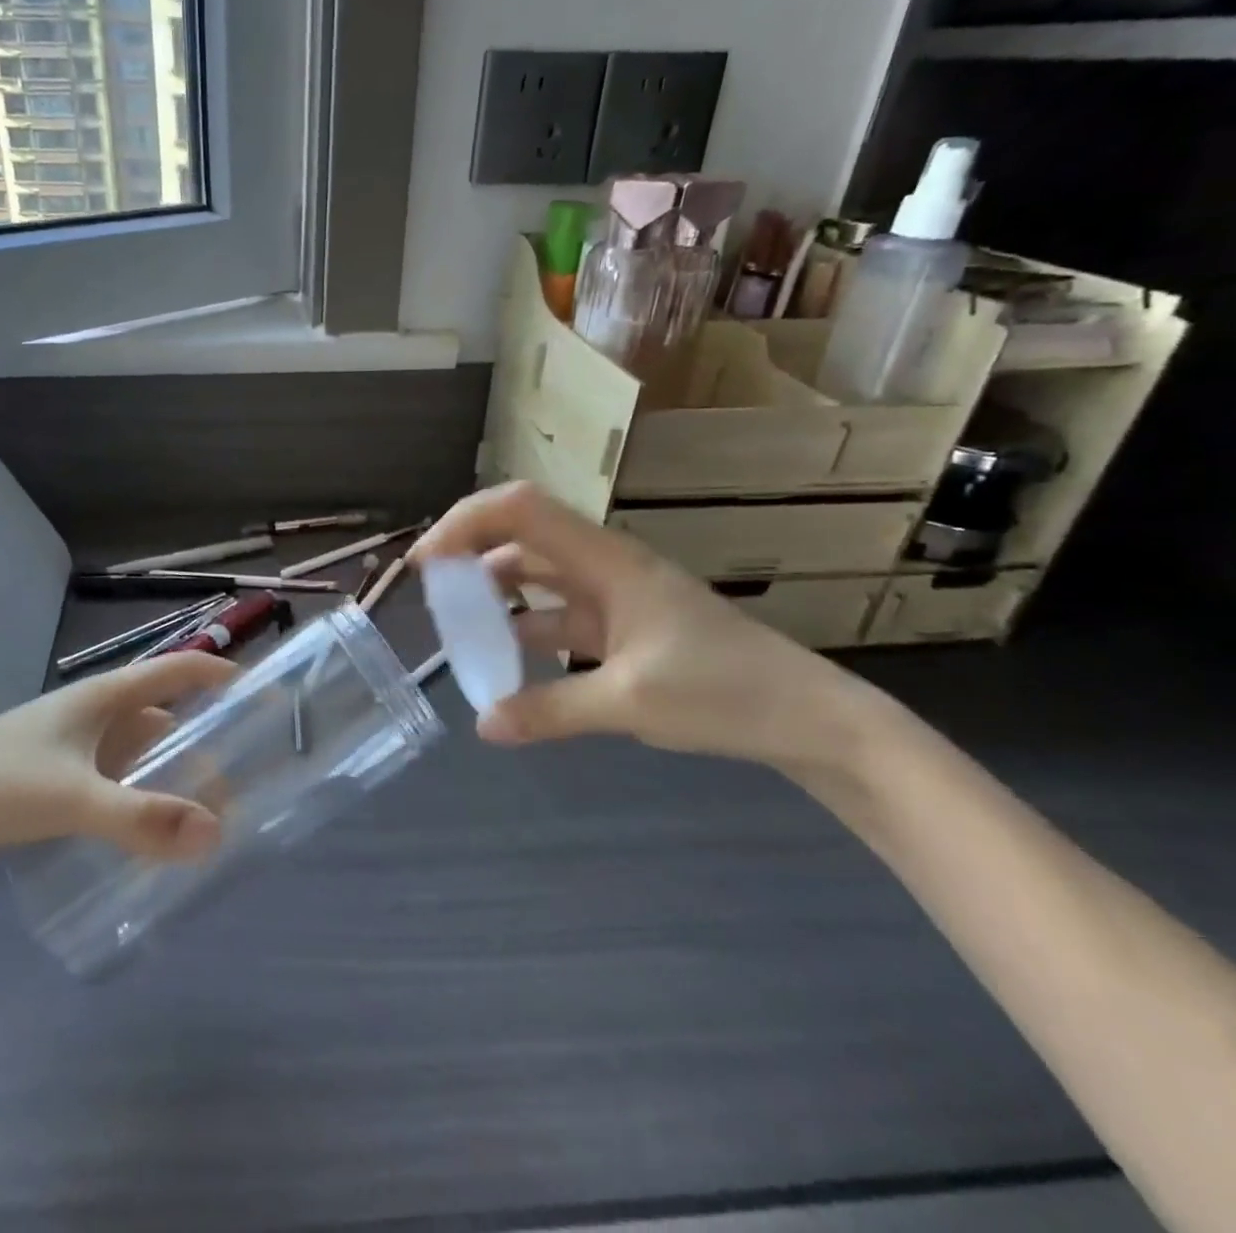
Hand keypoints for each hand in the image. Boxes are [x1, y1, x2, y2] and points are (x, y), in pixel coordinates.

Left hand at [0, 653, 236, 866]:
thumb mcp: (73, 798)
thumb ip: (140, 818)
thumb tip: (214, 834)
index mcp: (105, 697)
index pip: (178, 669)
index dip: (221, 674)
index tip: (263, 696)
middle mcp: (96, 715)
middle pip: (166, 718)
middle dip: (205, 743)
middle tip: (242, 779)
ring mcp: (75, 748)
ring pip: (141, 754)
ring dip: (172, 775)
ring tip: (208, 814)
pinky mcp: (57, 779)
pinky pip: (117, 781)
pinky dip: (141, 798)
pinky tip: (153, 832)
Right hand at [411, 482, 870, 769]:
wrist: (808, 717)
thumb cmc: (725, 692)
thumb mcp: (629, 703)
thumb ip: (550, 710)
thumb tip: (483, 726)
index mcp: (607, 560)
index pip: (522, 509)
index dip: (466, 522)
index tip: (427, 562)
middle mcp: (605, 564)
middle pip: (523, 532)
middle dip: (470, 549)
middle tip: (431, 588)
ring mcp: (614, 593)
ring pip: (537, 571)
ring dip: (495, 588)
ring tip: (458, 621)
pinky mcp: (622, 624)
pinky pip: (557, 611)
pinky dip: (524, 624)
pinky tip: (505, 655)